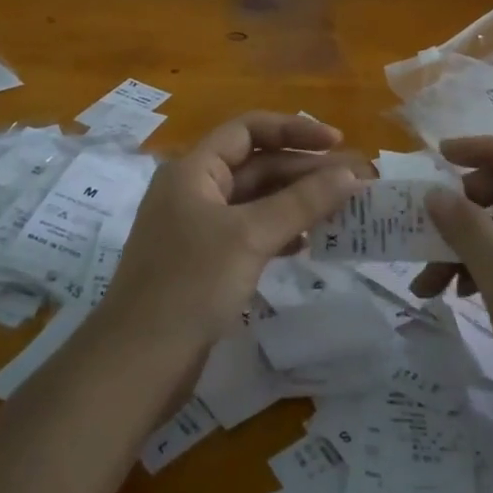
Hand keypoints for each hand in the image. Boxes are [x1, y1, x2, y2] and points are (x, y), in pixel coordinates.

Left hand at [100, 113, 364, 358]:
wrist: (138, 362)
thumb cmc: (190, 284)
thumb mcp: (250, 236)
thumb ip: (302, 202)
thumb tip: (352, 175)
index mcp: (193, 170)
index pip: (248, 129)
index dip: (294, 129)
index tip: (337, 143)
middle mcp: (194, 191)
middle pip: (256, 165)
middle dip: (304, 170)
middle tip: (355, 182)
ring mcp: (198, 229)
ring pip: (256, 201)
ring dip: (297, 201)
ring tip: (342, 209)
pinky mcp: (205, 263)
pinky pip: (250, 233)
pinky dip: (280, 232)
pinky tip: (308, 243)